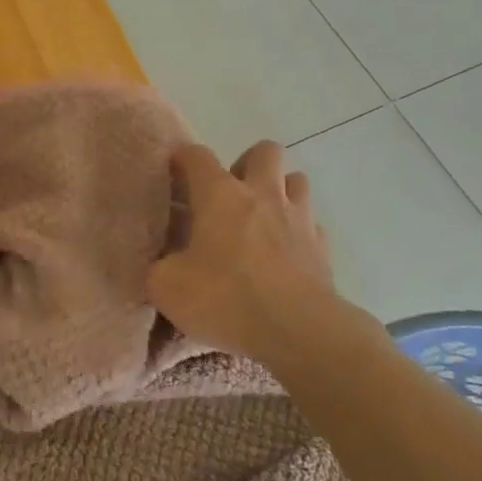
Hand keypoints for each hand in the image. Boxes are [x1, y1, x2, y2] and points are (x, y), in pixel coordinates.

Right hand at [147, 142, 334, 363]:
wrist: (297, 329)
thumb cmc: (226, 298)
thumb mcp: (167, 287)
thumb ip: (159, 268)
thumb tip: (162, 264)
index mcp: (219, 195)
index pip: (197, 156)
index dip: (183, 158)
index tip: (175, 169)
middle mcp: (262, 194)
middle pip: (264, 151)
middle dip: (247, 163)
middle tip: (231, 194)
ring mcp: (299, 218)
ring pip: (297, 180)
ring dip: (280, 190)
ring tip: (263, 217)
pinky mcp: (322, 247)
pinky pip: (312, 225)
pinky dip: (298, 231)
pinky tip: (286, 253)